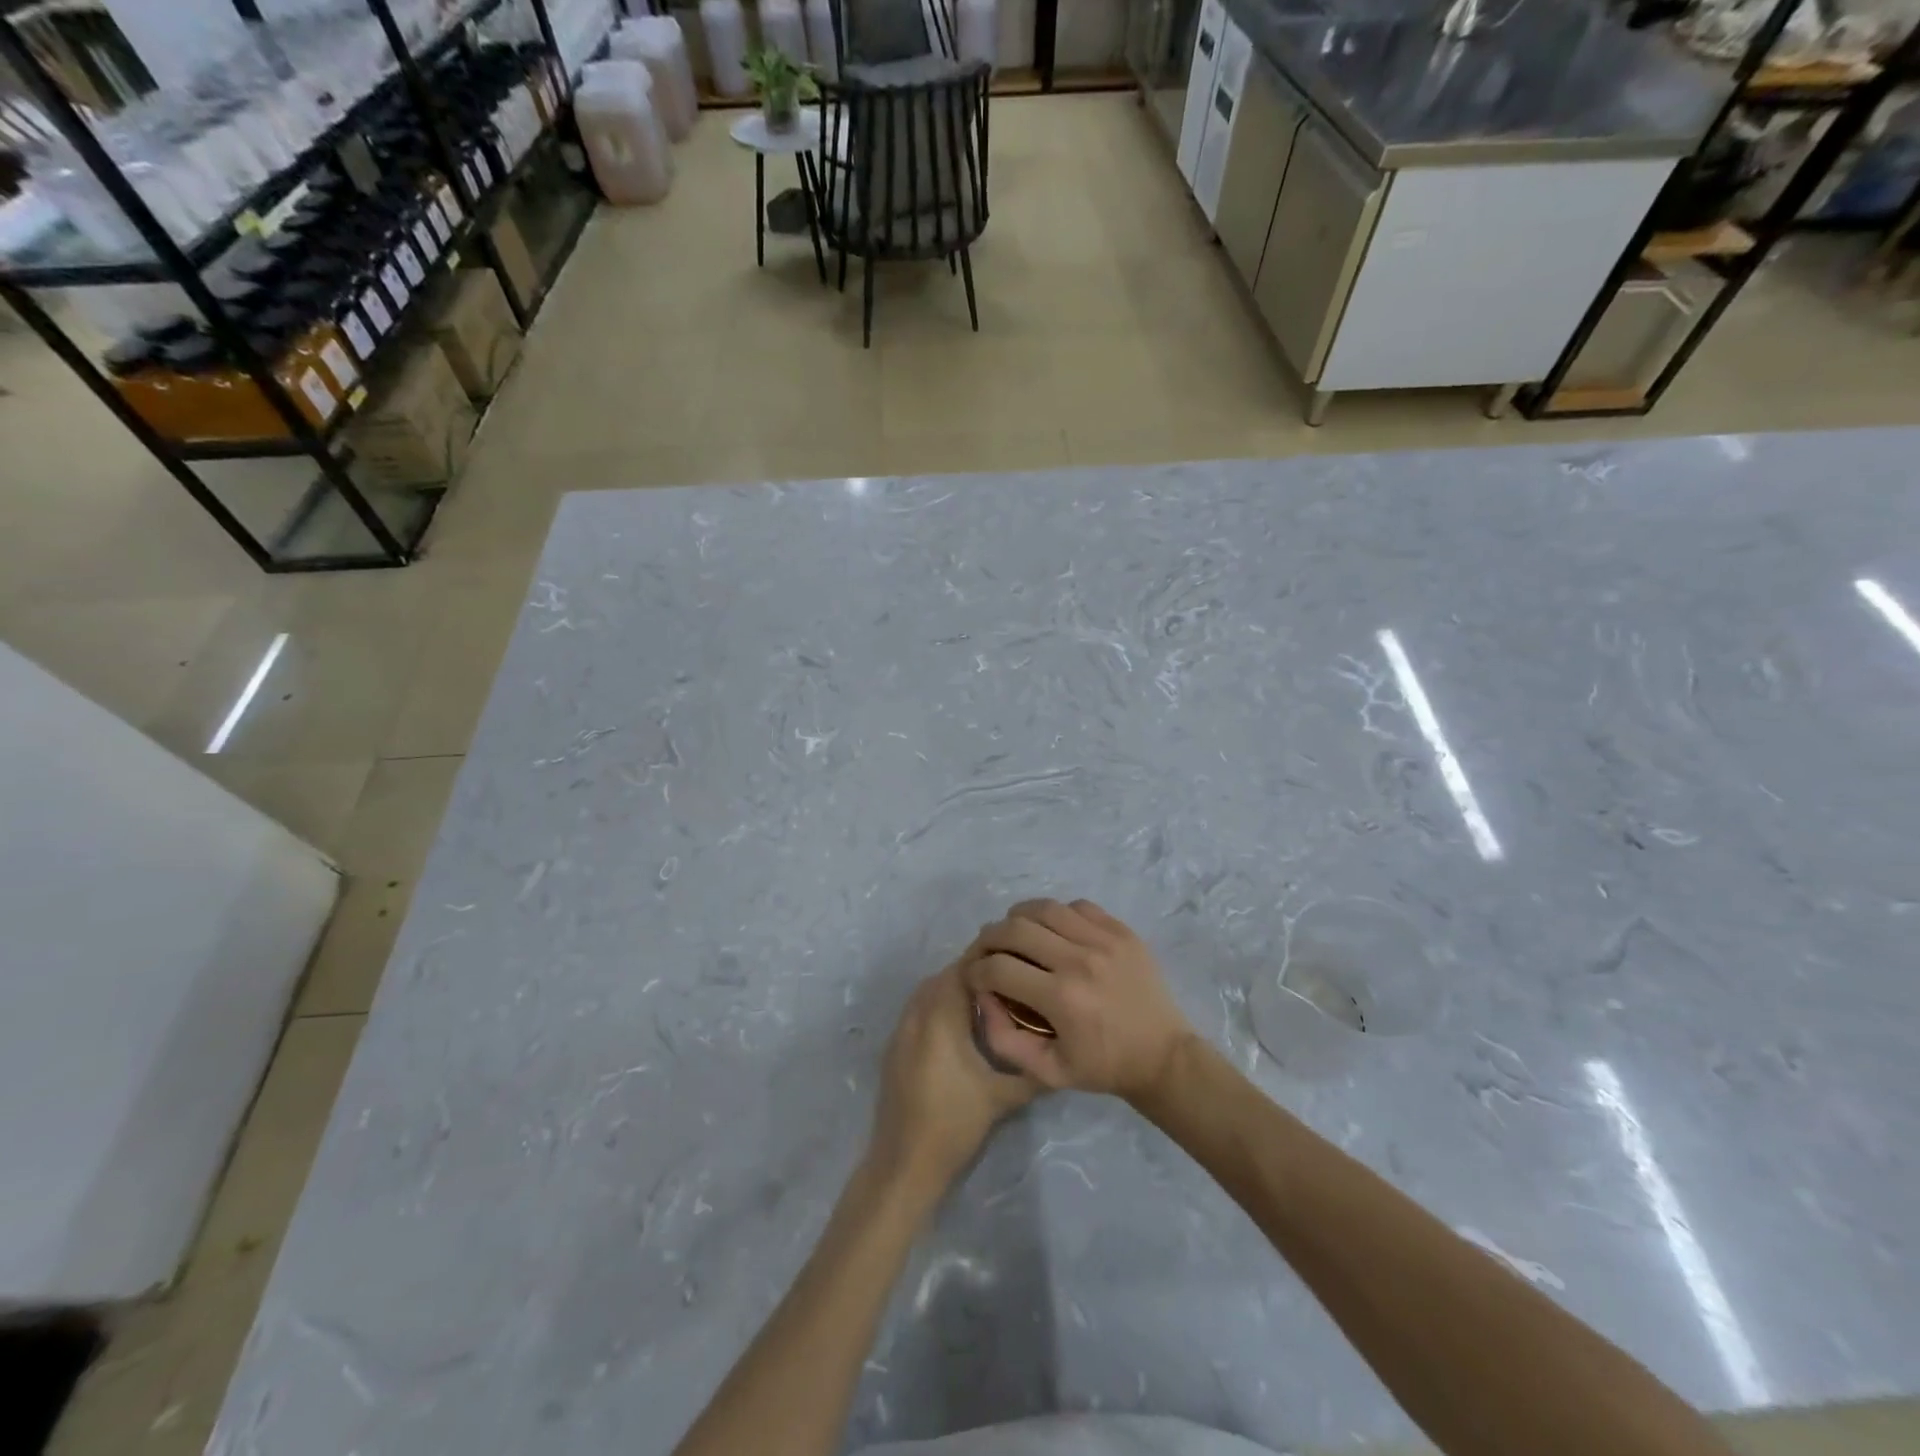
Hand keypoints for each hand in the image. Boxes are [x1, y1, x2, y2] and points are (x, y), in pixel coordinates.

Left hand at [869, 961, 1040, 1191]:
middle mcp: (916, 1014)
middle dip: (975, 972)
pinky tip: (962, 1024)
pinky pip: (919, 1008)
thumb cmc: (954, 1125)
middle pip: (945, 976)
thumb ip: (1032, 1069)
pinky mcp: (895, 1046)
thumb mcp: (1002, 1097)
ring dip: (955, 987)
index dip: (989, 961)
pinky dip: (940, 1004)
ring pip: (930, 990)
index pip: (963, 969)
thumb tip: (1062, 1052)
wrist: (904, 1163)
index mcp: (940, 1017)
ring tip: (990, 998)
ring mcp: (901, 1029)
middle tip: (1009, 978)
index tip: (1017, 962)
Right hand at [962, 899, 1192, 1100]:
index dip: (976, 970)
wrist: (1163, 1057)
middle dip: (990, 938)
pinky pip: (1078, 906)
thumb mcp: (1047, 1070)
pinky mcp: (1122, 931)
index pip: (998, 967)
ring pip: (1044, 908)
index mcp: (1061, 998)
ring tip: (1016, 934)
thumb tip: (983, 997)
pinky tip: (1054, 931)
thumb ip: (1005, 1038)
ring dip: (1020, 918)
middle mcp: (1080, 960)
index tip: (975, 977)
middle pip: (1015, 928)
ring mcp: (1104, 940)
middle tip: (987, 950)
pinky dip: (1057, 914)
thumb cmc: (1103, 1067)